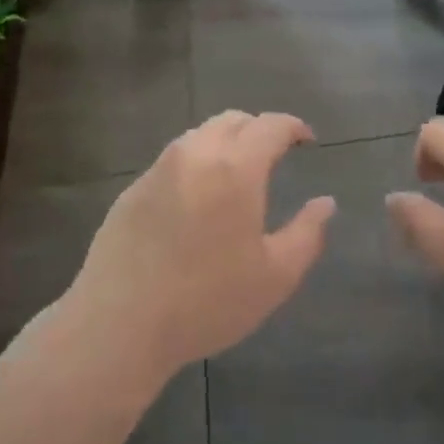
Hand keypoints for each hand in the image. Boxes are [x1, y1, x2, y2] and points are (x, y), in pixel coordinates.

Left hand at [67, 112, 335, 378]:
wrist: (118, 323)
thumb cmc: (206, 301)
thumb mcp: (275, 276)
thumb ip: (307, 234)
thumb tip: (325, 203)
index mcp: (235, 168)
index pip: (270, 126)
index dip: (293, 127)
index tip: (307, 140)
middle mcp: (195, 154)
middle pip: (232, 120)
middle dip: (259, 129)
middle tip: (275, 153)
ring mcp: (158, 169)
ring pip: (199, 135)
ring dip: (225, 142)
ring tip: (237, 173)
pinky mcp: (132, 190)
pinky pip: (173, 160)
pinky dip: (196, 164)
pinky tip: (198, 199)